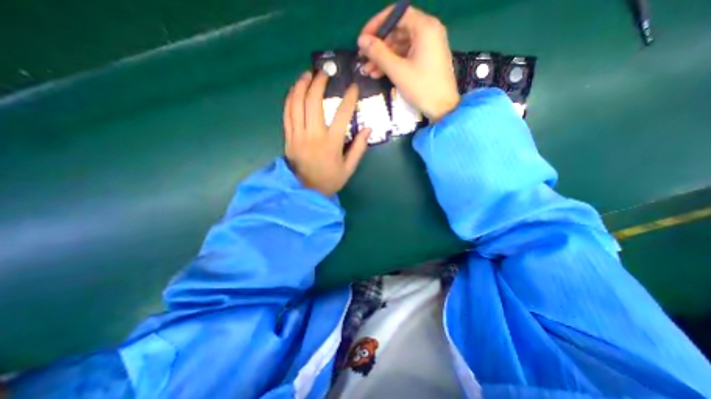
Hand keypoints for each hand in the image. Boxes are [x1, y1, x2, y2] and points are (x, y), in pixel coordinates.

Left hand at [284, 72, 372, 197]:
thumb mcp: (349, 168)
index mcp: (331, 143)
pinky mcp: (288, 138)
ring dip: (301, 86)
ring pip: (296, 104)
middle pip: (313, 102)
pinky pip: (287, 114)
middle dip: (319, 83)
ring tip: (307, 75)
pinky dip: (290, 99)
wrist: (306, 192)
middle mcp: (313, 135)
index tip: (353, 87)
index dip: (349, 98)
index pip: (342, 114)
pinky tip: (294, 91)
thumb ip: (359, 148)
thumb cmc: (329, 181)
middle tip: (324, 73)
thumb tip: (368, 129)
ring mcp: (298, 135)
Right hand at [355, 5, 460, 121]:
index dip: (377, 25)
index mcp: (425, 27)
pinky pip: (406, 56)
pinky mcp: (426, 60)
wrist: (442, 108)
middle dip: (378, 46)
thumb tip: (361, 40)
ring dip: (383, 58)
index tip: (363, 39)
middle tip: (363, 59)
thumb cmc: (422, 88)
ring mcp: (428, 47)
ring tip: (367, 71)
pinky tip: (378, 74)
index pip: (397, 14)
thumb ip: (378, 53)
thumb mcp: (398, 70)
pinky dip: (392, 63)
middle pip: (397, 31)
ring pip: (400, 46)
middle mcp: (428, 32)